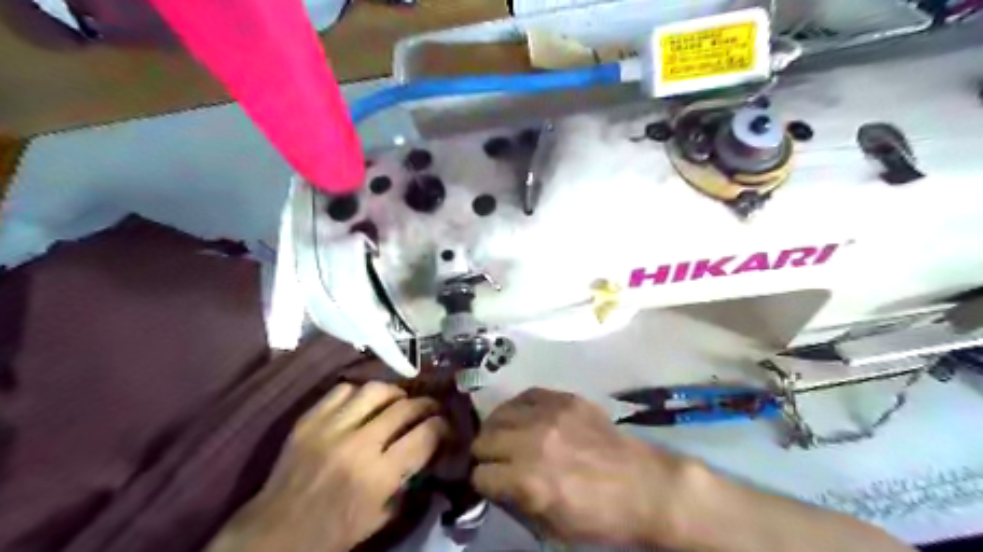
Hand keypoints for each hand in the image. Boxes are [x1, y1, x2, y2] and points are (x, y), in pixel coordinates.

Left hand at [213, 382, 449, 550]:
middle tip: (431, 409)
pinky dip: (360, 393)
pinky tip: (365, 403)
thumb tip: (429, 451)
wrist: (275, 534)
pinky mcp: (309, 420)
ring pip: (376, 390)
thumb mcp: (381, 517)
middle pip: (405, 407)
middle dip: (426, 405)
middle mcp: (358, 445)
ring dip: (396, 393)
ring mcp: (330, 428)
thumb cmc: (333, 533)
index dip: (442, 427)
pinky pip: (343, 390)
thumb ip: (408, 481)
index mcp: (378, 476)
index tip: (445, 426)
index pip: (425, 435)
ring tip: (400, 400)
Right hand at [472, 388, 685, 546]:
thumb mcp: (551, 527)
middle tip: (497, 460)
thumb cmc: (599, 516)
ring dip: (498, 429)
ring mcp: (549, 415)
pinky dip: (519, 408)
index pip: (480, 475)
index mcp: (529, 482)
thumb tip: (493, 483)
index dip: (484, 483)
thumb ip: (515, 502)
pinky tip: (524, 417)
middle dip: (485, 454)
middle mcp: (533, 443)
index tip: (491, 483)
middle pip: (483, 440)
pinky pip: (526, 395)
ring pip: (499, 414)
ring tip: (506, 436)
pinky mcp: (565, 399)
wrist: (644, 486)